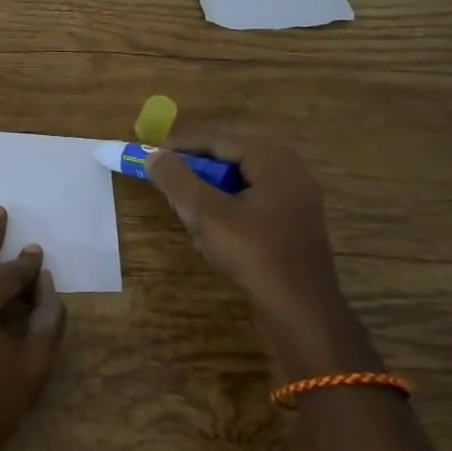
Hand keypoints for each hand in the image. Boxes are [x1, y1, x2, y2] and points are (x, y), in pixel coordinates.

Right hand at [146, 125, 350, 346]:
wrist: (301, 311)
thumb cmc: (255, 255)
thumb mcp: (207, 214)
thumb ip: (177, 180)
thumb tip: (154, 156)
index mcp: (274, 160)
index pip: (219, 139)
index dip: (181, 143)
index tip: (150, 150)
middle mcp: (289, 172)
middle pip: (229, 159)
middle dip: (194, 169)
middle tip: (163, 179)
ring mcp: (293, 200)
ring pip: (237, 184)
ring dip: (207, 193)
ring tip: (184, 208)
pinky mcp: (291, 225)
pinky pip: (249, 204)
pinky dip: (224, 210)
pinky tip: (209, 233)